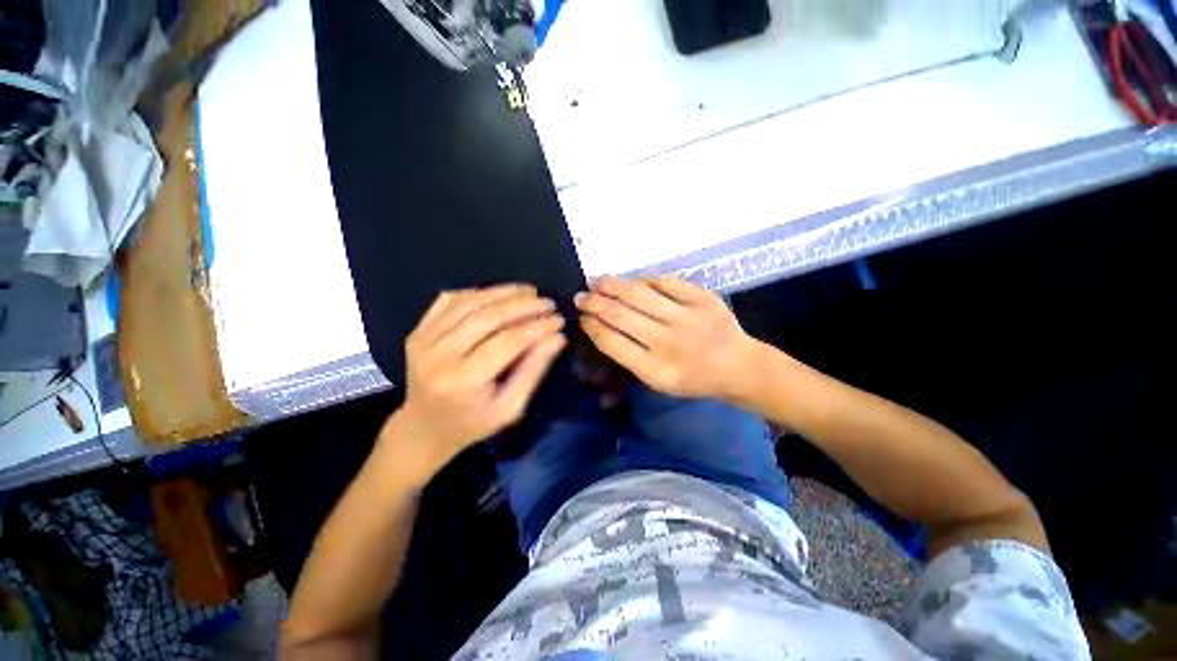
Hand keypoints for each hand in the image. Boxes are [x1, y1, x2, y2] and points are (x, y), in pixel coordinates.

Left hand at [382, 284, 566, 485]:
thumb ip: (533, 370)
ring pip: (470, 302)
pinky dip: (477, 293)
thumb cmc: (472, 423)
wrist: (423, 428)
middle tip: (548, 303)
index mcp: (464, 381)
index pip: (508, 341)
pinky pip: (449, 300)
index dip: (537, 326)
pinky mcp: (418, 330)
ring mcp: (424, 339)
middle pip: (489, 316)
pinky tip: (497, 295)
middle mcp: (440, 355)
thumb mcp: (510, 407)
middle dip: (524, 305)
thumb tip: (557, 338)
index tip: (559, 320)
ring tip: (529, 292)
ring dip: (503, 293)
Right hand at [575, 276, 758, 400]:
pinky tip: (633, 282)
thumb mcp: (657, 381)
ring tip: (597, 281)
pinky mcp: (703, 298)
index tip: (582, 316)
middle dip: (594, 302)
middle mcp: (669, 343)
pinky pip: (665, 282)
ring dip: (612, 285)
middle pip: (620, 315)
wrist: (739, 367)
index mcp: (656, 371)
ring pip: (639, 293)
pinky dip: (644, 280)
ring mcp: (688, 317)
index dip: (592, 325)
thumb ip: (629, 356)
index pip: (612, 342)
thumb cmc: (693, 379)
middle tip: (581, 295)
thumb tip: (601, 324)